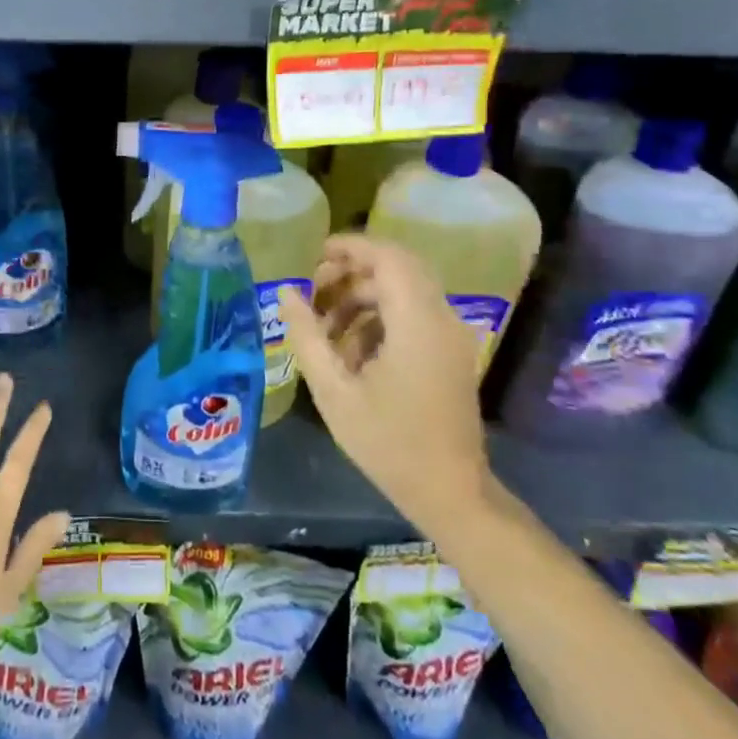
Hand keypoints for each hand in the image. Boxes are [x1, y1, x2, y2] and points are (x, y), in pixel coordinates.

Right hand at [277, 234, 487, 526]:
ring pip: (404, 290)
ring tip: (323, 325)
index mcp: (417, 324)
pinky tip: (349, 348)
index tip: (314, 255)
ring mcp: (451, 336)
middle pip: (397, 268)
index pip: (389, 258)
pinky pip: (413, 313)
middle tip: (313, 290)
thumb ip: (307, 335)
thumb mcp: (334, 391)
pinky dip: (379, 316)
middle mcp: (442, 319)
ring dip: (363, 296)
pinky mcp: (450, 352)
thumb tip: (286, 291)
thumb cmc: (387, 443)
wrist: (449, 492)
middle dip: (351, 271)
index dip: (351, 247)